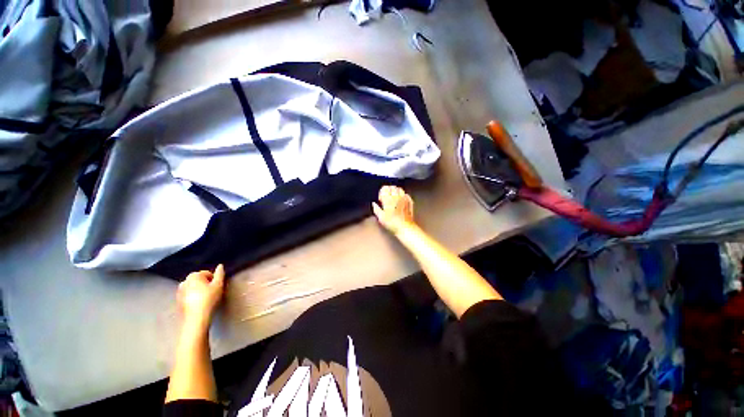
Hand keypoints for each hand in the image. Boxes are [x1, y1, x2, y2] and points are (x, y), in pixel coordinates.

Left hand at [177, 264, 224, 327]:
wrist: (196, 317)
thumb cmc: (209, 299)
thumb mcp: (219, 285)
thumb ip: (220, 274)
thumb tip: (220, 265)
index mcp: (194, 275)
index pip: (207, 273)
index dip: (214, 280)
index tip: (217, 288)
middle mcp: (184, 281)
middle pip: (199, 280)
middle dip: (205, 284)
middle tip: (212, 293)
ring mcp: (179, 291)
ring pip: (193, 288)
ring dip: (199, 291)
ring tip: (205, 299)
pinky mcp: (178, 301)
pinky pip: (188, 295)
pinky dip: (193, 297)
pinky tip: (199, 304)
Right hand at [372, 185, 414, 234]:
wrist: (405, 227)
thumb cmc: (393, 223)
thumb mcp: (381, 217)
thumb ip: (376, 209)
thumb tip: (374, 204)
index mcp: (388, 200)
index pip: (385, 189)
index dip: (382, 191)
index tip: (381, 197)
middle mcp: (396, 197)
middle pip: (392, 187)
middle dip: (388, 189)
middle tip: (386, 196)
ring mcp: (404, 199)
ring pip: (400, 189)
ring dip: (396, 191)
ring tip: (393, 196)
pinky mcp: (409, 202)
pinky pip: (406, 194)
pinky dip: (403, 195)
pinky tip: (401, 199)